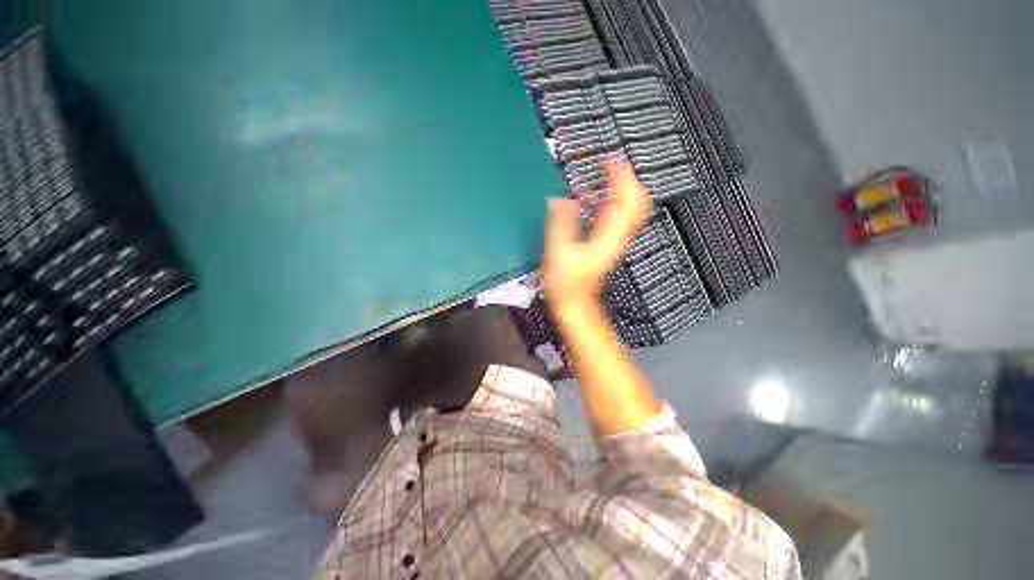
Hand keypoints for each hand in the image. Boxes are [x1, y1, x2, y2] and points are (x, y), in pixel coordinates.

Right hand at [543, 160, 650, 314]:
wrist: (575, 302)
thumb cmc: (568, 284)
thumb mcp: (558, 252)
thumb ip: (561, 224)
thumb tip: (563, 200)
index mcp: (609, 236)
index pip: (628, 198)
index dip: (621, 176)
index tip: (609, 161)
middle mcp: (617, 236)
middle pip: (636, 200)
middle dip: (626, 179)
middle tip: (610, 165)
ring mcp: (615, 240)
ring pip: (629, 208)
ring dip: (618, 189)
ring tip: (602, 177)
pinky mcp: (608, 244)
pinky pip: (617, 218)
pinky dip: (609, 203)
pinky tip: (591, 201)